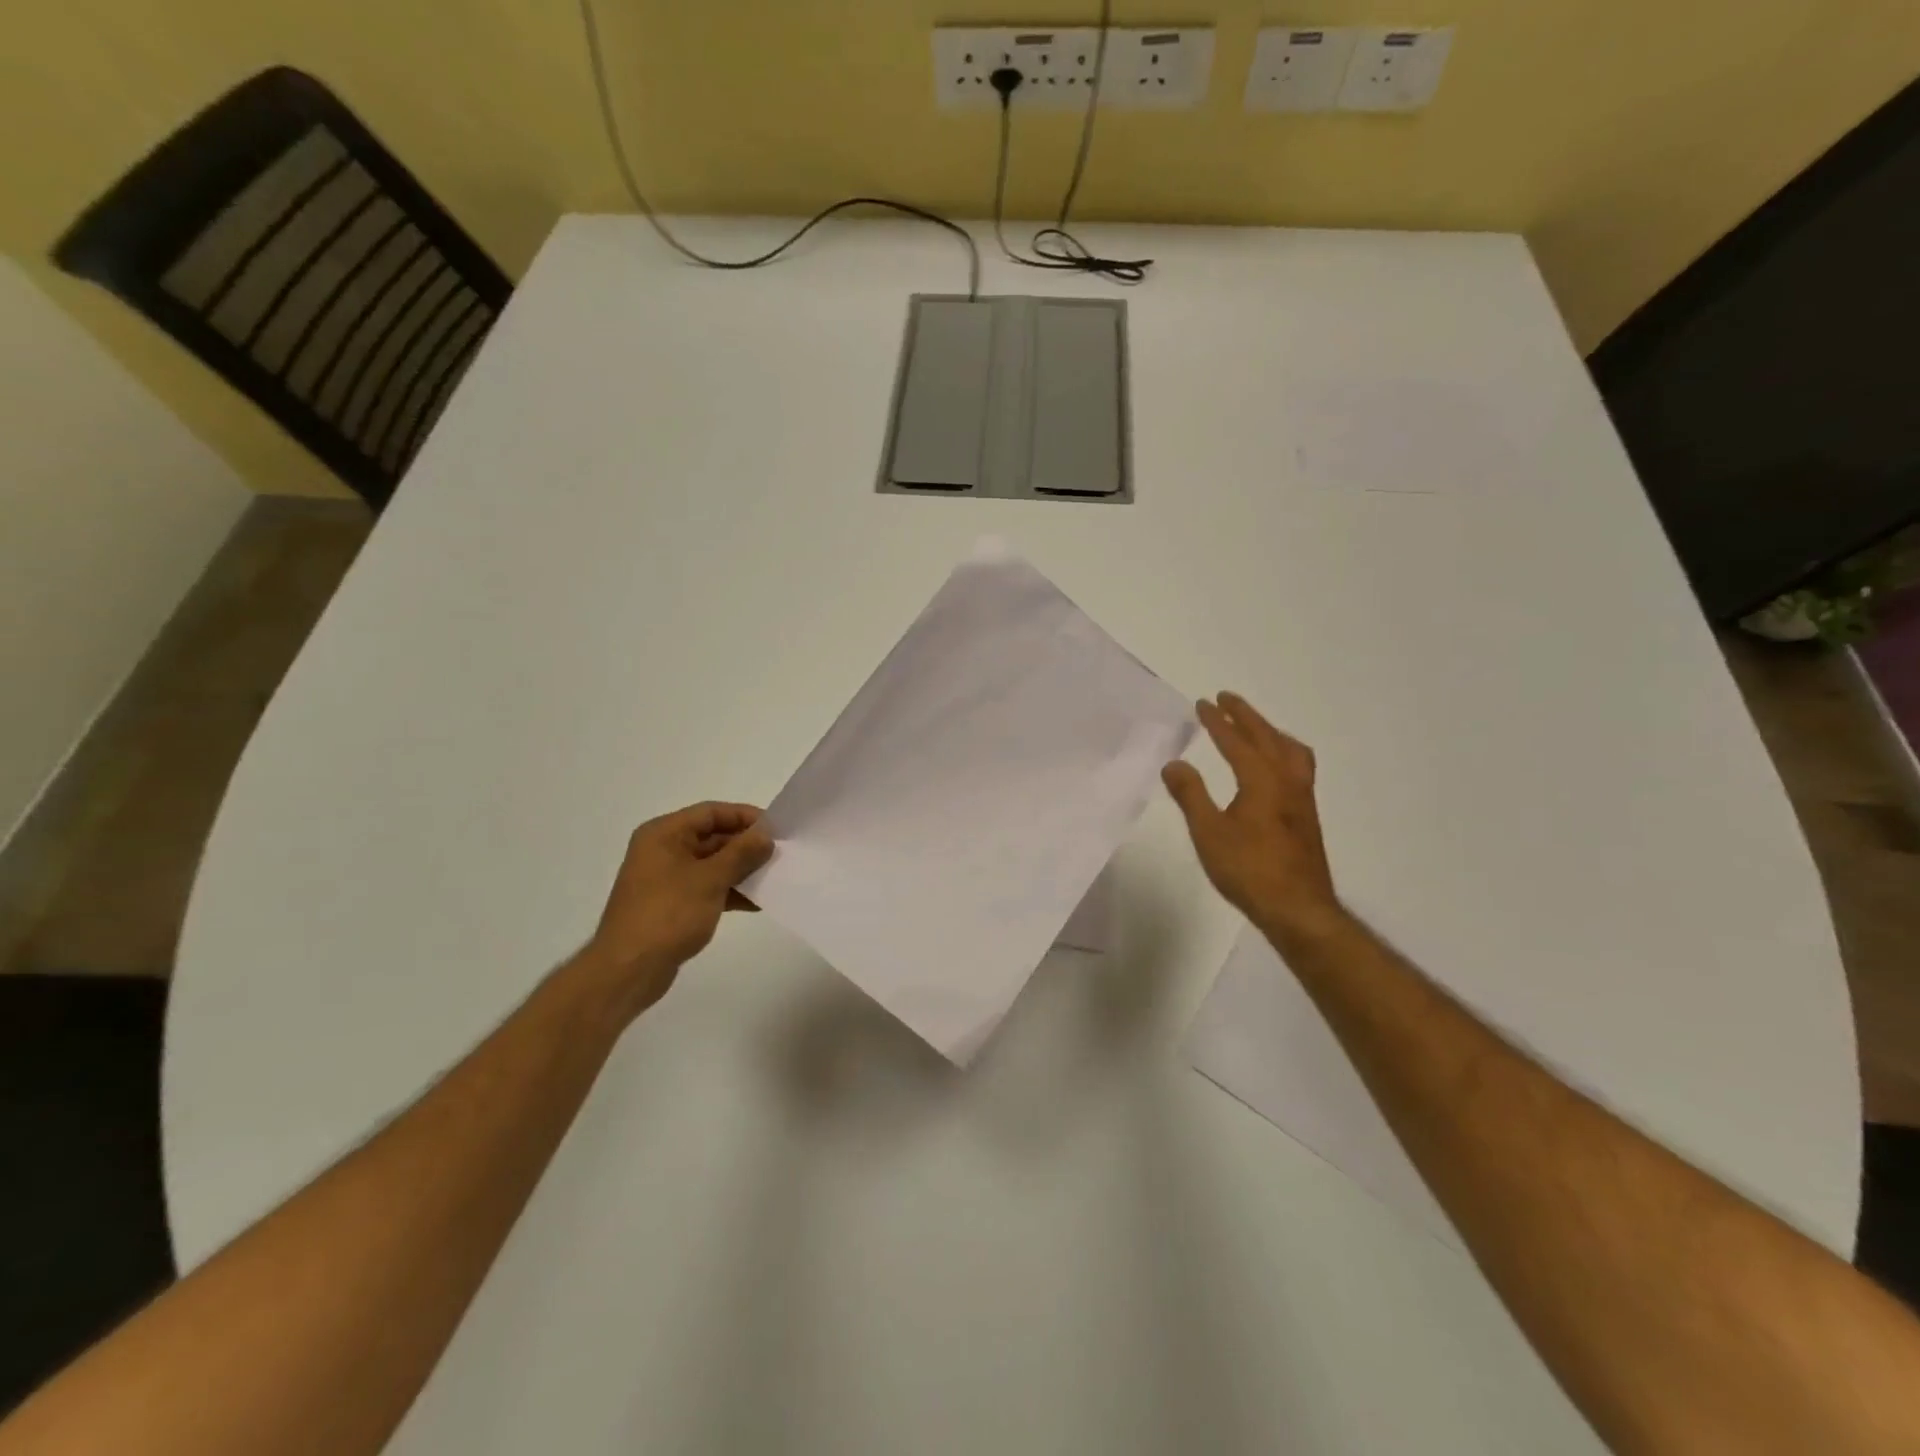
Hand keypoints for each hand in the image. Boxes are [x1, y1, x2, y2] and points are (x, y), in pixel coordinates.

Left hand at [579, 802, 773, 1013]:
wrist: (628, 970)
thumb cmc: (668, 914)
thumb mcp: (710, 879)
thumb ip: (741, 853)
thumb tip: (765, 836)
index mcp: (664, 834)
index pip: (711, 812)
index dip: (745, 816)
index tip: (776, 828)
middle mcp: (663, 850)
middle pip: (712, 837)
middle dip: (746, 846)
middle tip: (780, 854)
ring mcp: (667, 879)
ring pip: (712, 864)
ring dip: (742, 870)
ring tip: (775, 878)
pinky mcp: (673, 904)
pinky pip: (707, 888)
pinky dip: (730, 892)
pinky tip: (757, 903)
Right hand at [1163, 693, 1341, 942]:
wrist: (1298, 908)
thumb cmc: (1249, 870)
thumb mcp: (1208, 833)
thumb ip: (1191, 795)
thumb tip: (1174, 764)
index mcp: (1262, 781)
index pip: (1237, 742)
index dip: (1218, 722)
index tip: (1203, 703)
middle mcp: (1287, 781)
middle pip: (1268, 738)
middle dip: (1246, 716)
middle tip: (1226, 698)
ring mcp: (1302, 798)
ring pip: (1290, 750)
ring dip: (1269, 732)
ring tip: (1255, 726)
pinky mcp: (1307, 815)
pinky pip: (1298, 766)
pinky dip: (1283, 750)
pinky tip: (1275, 767)